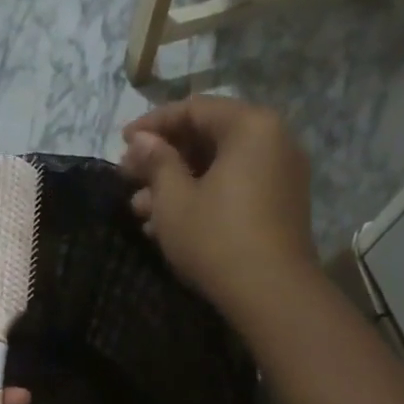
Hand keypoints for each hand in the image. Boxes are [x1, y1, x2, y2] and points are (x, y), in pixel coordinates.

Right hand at [119, 97, 318, 312]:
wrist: (271, 294)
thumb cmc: (216, 238)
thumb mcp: (173, 199)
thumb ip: (156, 162)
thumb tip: (141, 140)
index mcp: (251, 126)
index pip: (194, 109)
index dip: (153, 124)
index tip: (122, 143)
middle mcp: (273, 141)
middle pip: (208, 137)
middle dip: (163, 159)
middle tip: (128, 178)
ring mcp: (280, 175)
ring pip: (219, 168)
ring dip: (176, 184)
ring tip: (139, 210)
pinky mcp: (279, 207)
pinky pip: (235, 188)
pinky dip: (202, 198)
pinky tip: (167, 224)